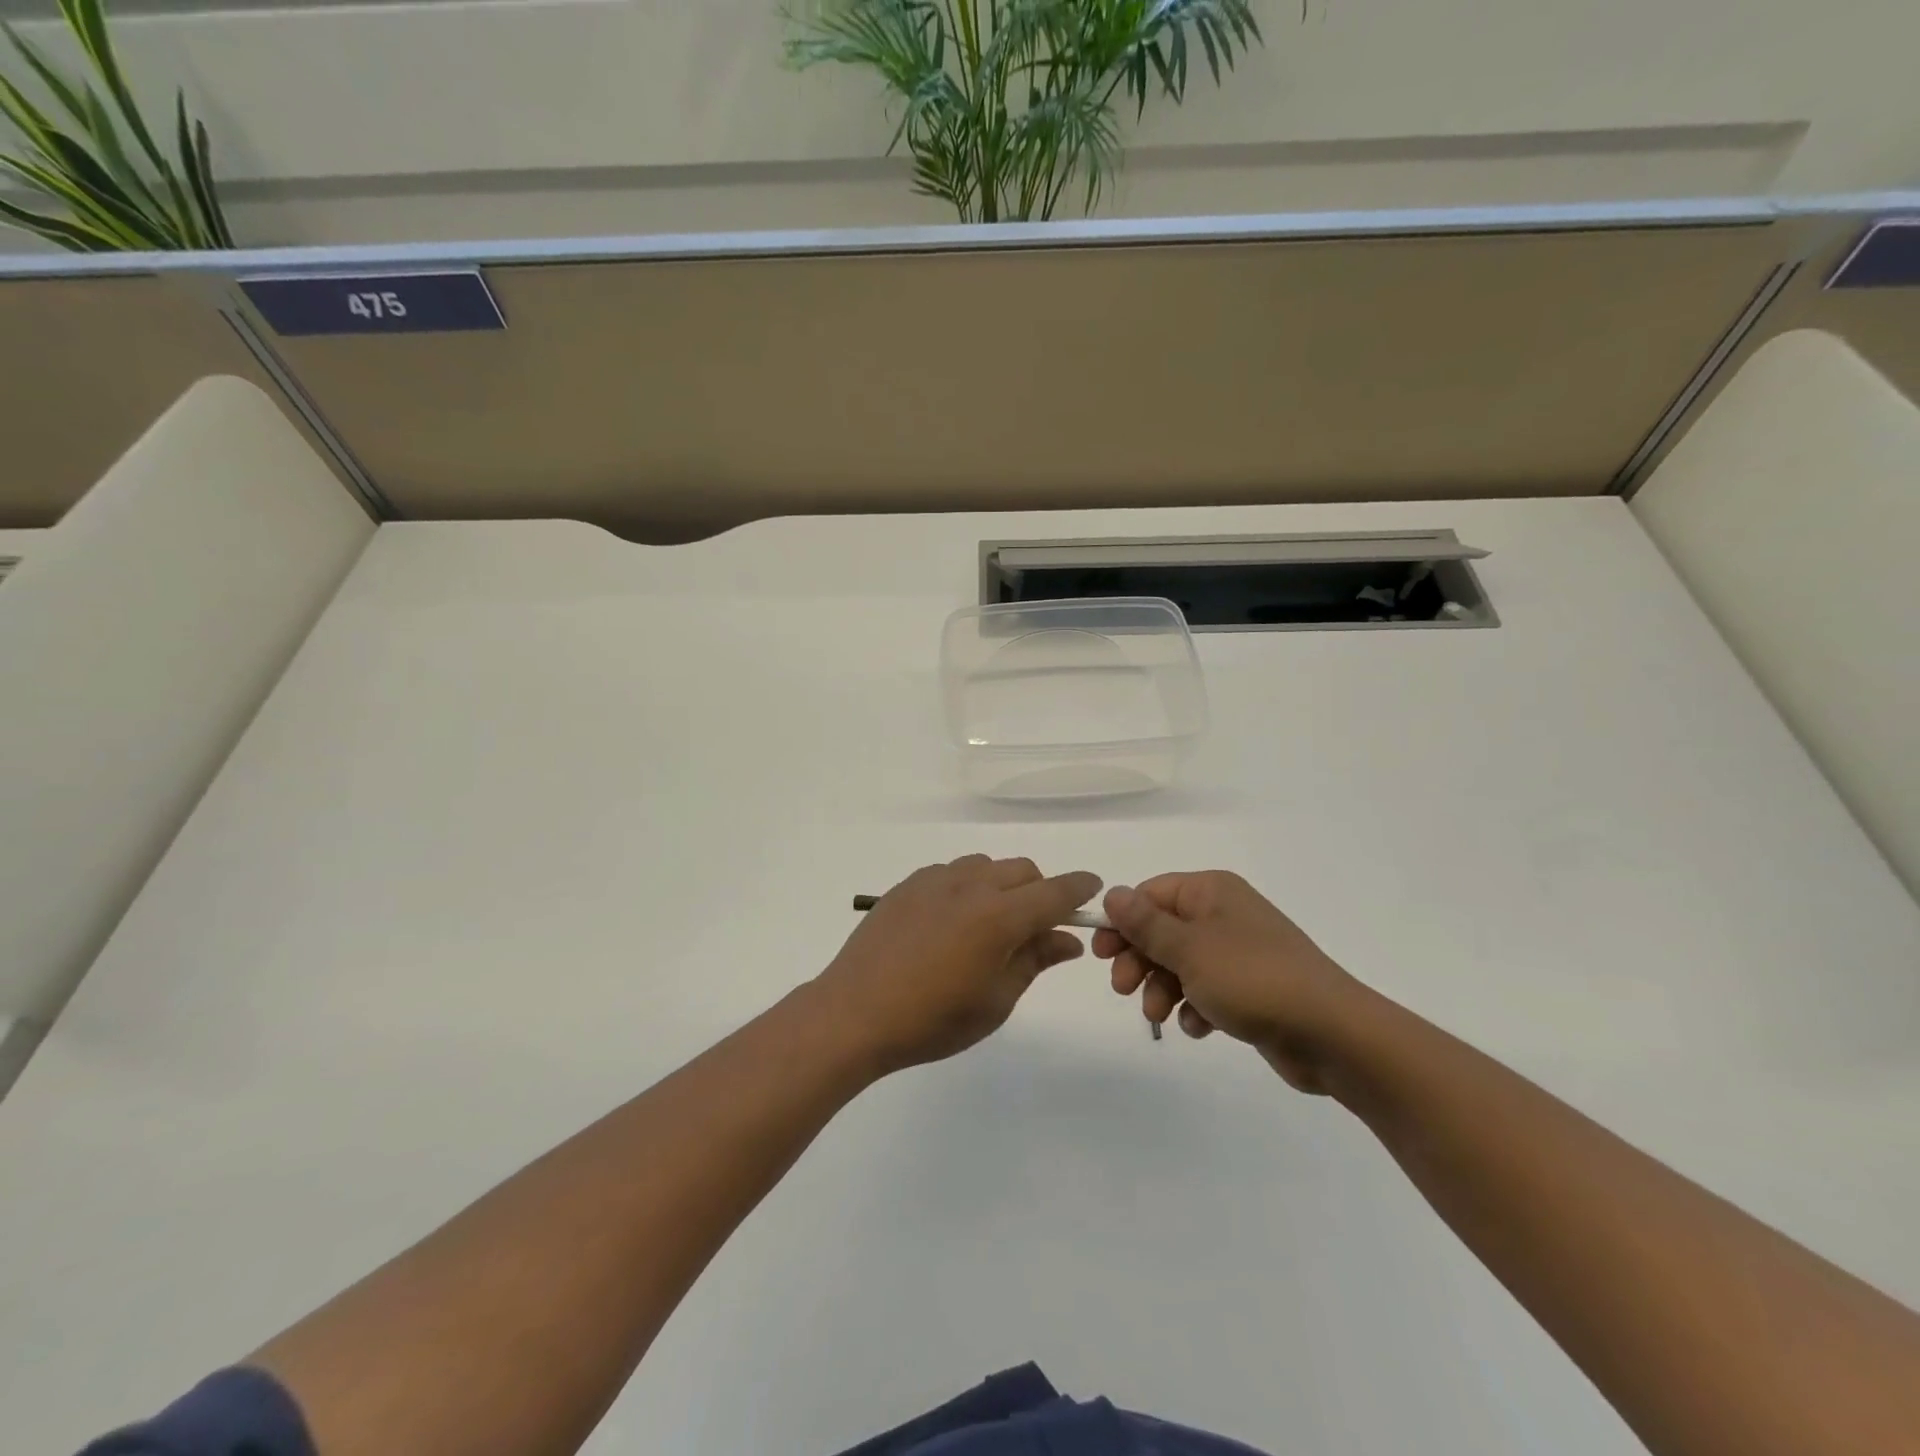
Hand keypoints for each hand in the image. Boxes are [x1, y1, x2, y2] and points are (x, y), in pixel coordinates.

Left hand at [815, 856, 1102, 1073]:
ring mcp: (936, 879)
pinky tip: (951, 921)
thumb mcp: (995, 1001)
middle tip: (1035, 927)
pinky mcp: (908, 883)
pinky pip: (953, 872)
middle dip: (1040, 890)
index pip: (1055, 891)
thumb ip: (1034, 961)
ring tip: (989, 924)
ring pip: (987, 866)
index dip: (1080, 888)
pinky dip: (968, 886)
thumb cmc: (932, 1019)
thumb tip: (1067, 939)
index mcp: (999, 916)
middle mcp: (971, 885)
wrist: (855, 1012)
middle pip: (1023, 870)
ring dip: (1003, 885)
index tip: (1093, 889)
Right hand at [1092, 873, 1369, 1092]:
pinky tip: (1198, 1027)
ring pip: (1181, 963)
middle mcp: (1224, 914)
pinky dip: (1194, 1006)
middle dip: (1140, 960)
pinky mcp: (1251, 988)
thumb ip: (1146, 923)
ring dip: (1162, 988)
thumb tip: (1112, 893)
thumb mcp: (1189, 949)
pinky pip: (1207, 989)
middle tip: (1123, 989)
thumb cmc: (1253, 979)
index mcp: (1211, 892)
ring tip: (1160, 1015)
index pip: (1150, 894)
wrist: (1332, 1034)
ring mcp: (1239, 952)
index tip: (1100, 955)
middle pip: (1162, 930)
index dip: (1122, 922)